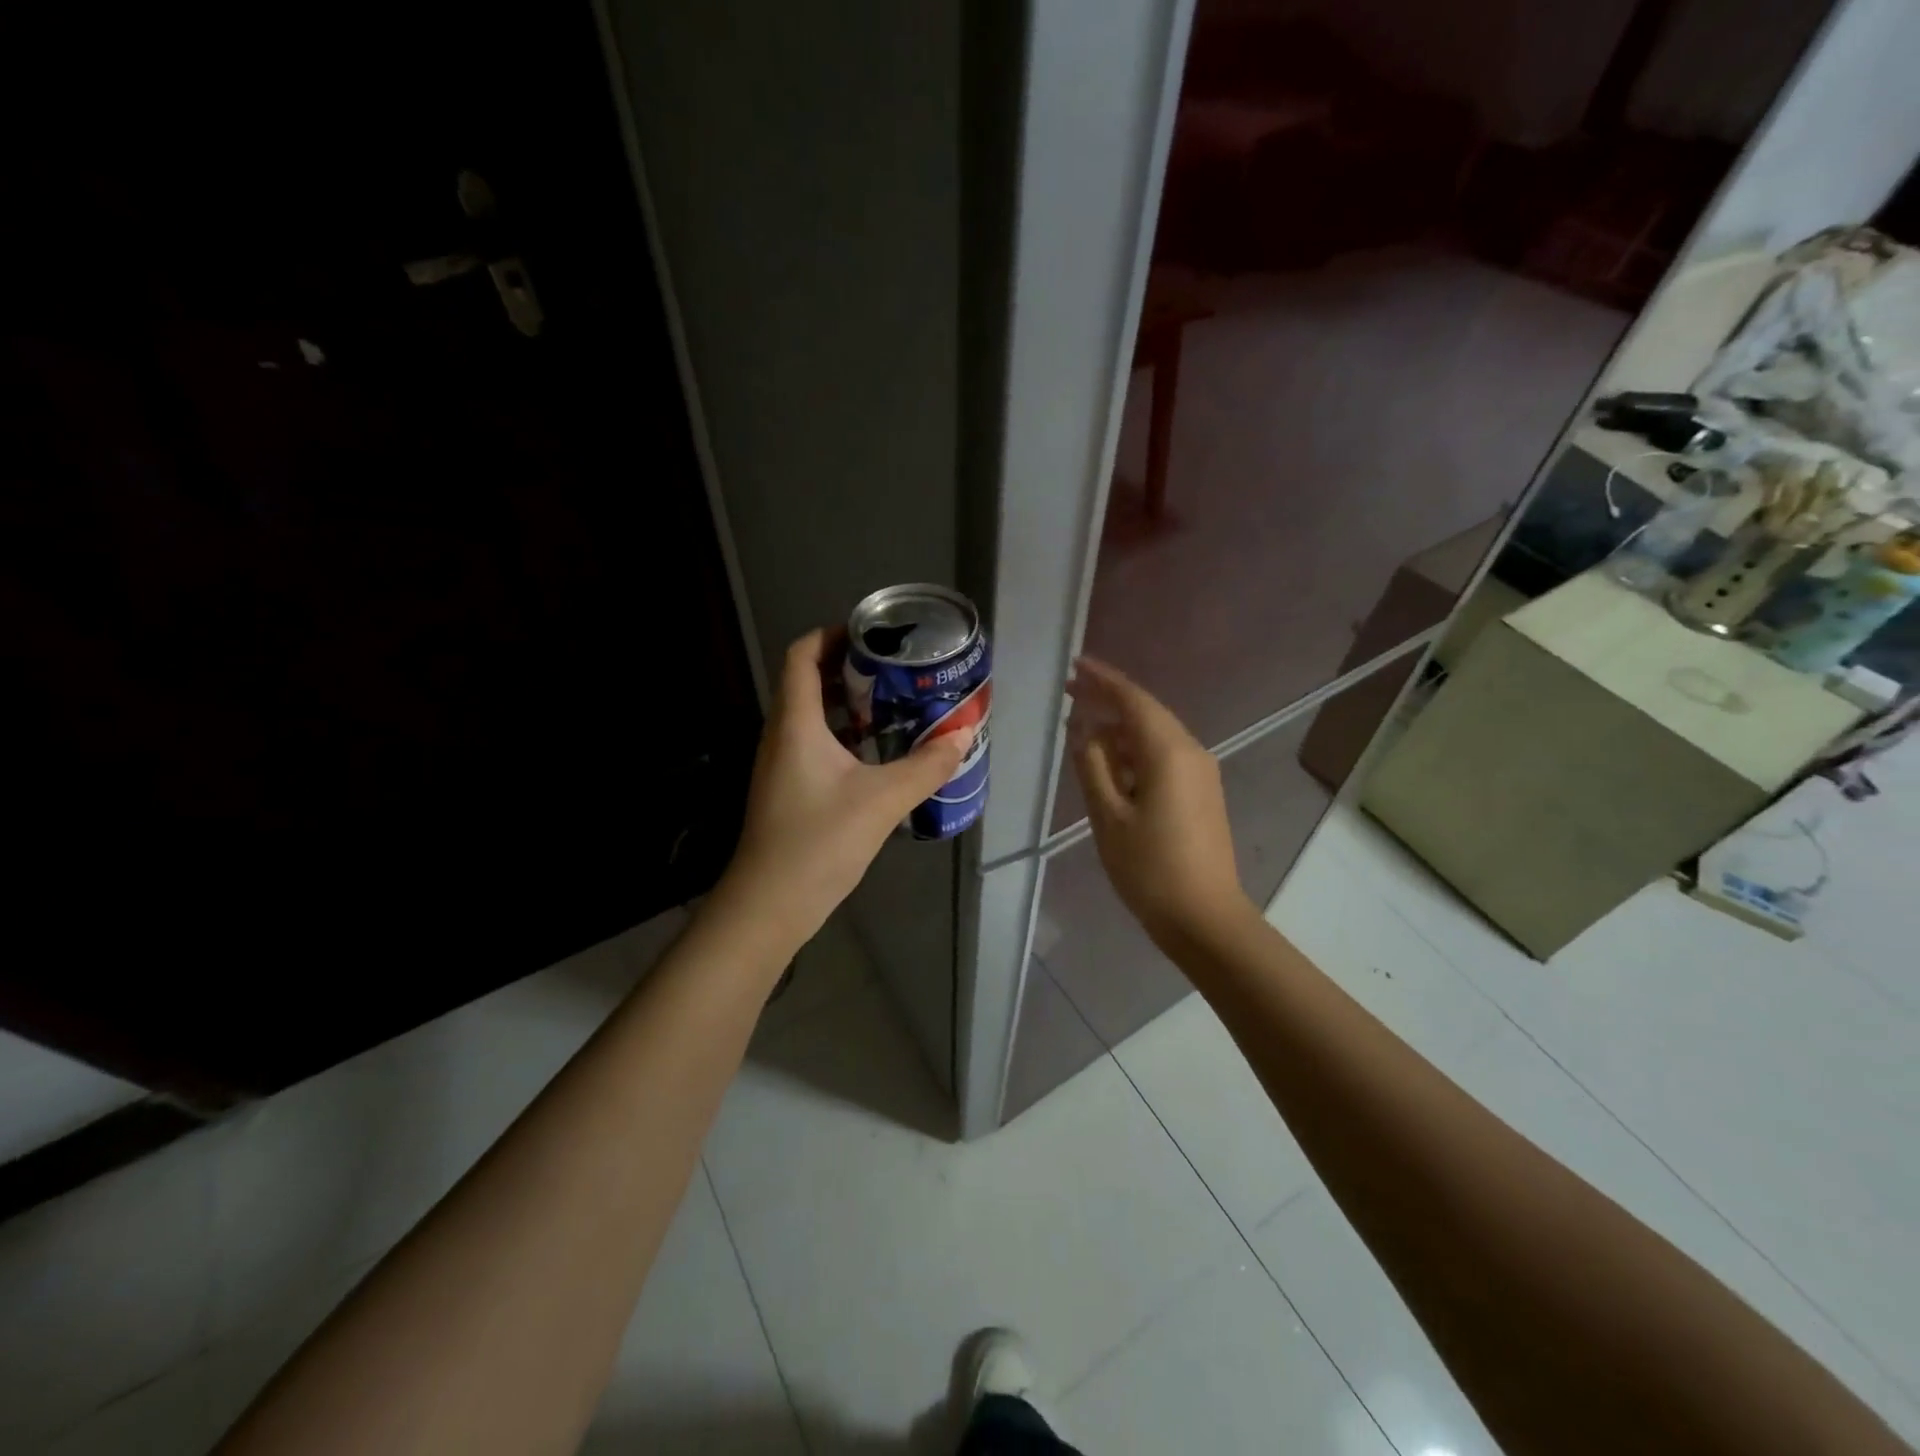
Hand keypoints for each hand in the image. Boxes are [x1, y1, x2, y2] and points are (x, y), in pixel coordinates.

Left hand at [717, 629, 966, 944]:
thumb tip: (965, 734)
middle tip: (896, 670)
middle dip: (850, 668)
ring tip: (896, 704)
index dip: (832, 634)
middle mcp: (782, 735)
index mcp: (795, 723)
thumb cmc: (818, 842)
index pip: (802, 655)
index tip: (873, 634)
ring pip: (813, 717)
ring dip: (850, 704)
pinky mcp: (790, 790)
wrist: (769, 906)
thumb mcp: (882, 800)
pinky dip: (846, 737)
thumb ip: (926, 765)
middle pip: (808, 681)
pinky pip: (816, 746)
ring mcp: (782, 765)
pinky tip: (879, 753)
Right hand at [1068, 656, 1250, 947]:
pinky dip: (1134, 753)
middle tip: (1070, 692)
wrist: (1204, 918)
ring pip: (1154, 737)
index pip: (1133, 700)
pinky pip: (1163, 758)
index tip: (1074, 665)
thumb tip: (1083, 731)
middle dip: (1108, 700)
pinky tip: (1110, 762)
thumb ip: (1092, 766)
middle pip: (1146, 713)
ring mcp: (1201, 774)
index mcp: (1169, 753)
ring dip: (1119, 730)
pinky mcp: (1201, 794)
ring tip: (1082, 728)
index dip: (1102, 680)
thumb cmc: (1150, 868)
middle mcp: (1191, 753)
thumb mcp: (1108, 816)